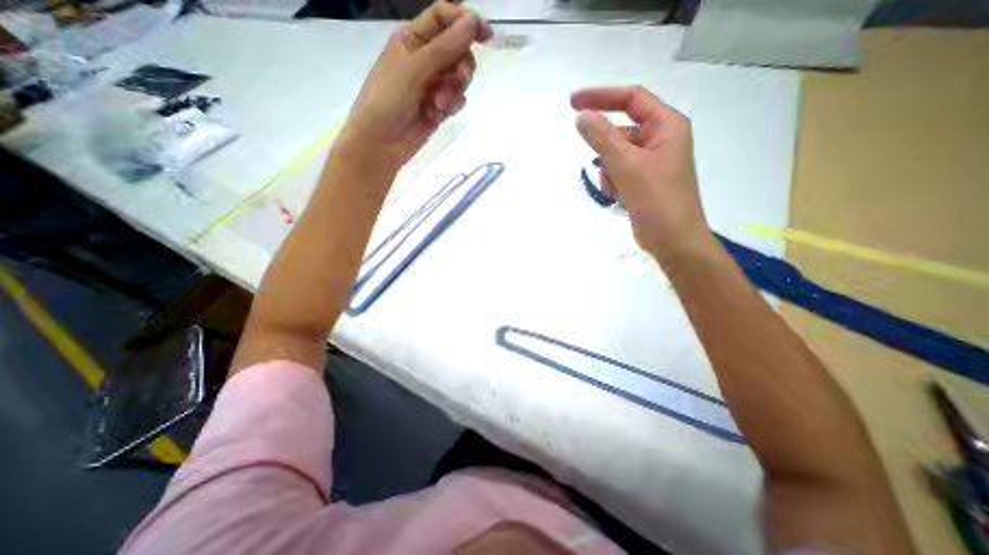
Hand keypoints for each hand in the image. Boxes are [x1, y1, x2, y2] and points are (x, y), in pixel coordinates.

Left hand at [341, 1, 489, 166]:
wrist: (382, 143)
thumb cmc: (388, 100)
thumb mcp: (415, 68)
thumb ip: (445, 47)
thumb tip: (473, 21)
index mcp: (413, 39)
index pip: (443, 17)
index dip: (465, 21)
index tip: (486, 36)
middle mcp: (425, 58)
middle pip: (458, 50)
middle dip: (461, 65)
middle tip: (457, 78)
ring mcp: (433, 85)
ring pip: (460, 77)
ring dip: (454, 90)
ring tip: (439, 105)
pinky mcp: (440, 107)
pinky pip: (457, 100)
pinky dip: (452, 106)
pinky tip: (437, 115)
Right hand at [572, 84, 710, 260]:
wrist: (672, 240)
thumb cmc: (656, 199)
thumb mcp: (627, 165)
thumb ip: (602, 139)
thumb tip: (581, 116)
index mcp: (666, 126)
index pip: (631, 99)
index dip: (601, 97)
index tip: (573, 103)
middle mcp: (661, 139)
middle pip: (621, 132)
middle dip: (607, 152)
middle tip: (606, 170)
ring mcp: (652, 162)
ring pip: (616, 155)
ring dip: (609, 171)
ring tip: (617, 189)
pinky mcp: (643, 181)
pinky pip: (619, 172)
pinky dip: (613, 183)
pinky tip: (619, 198)